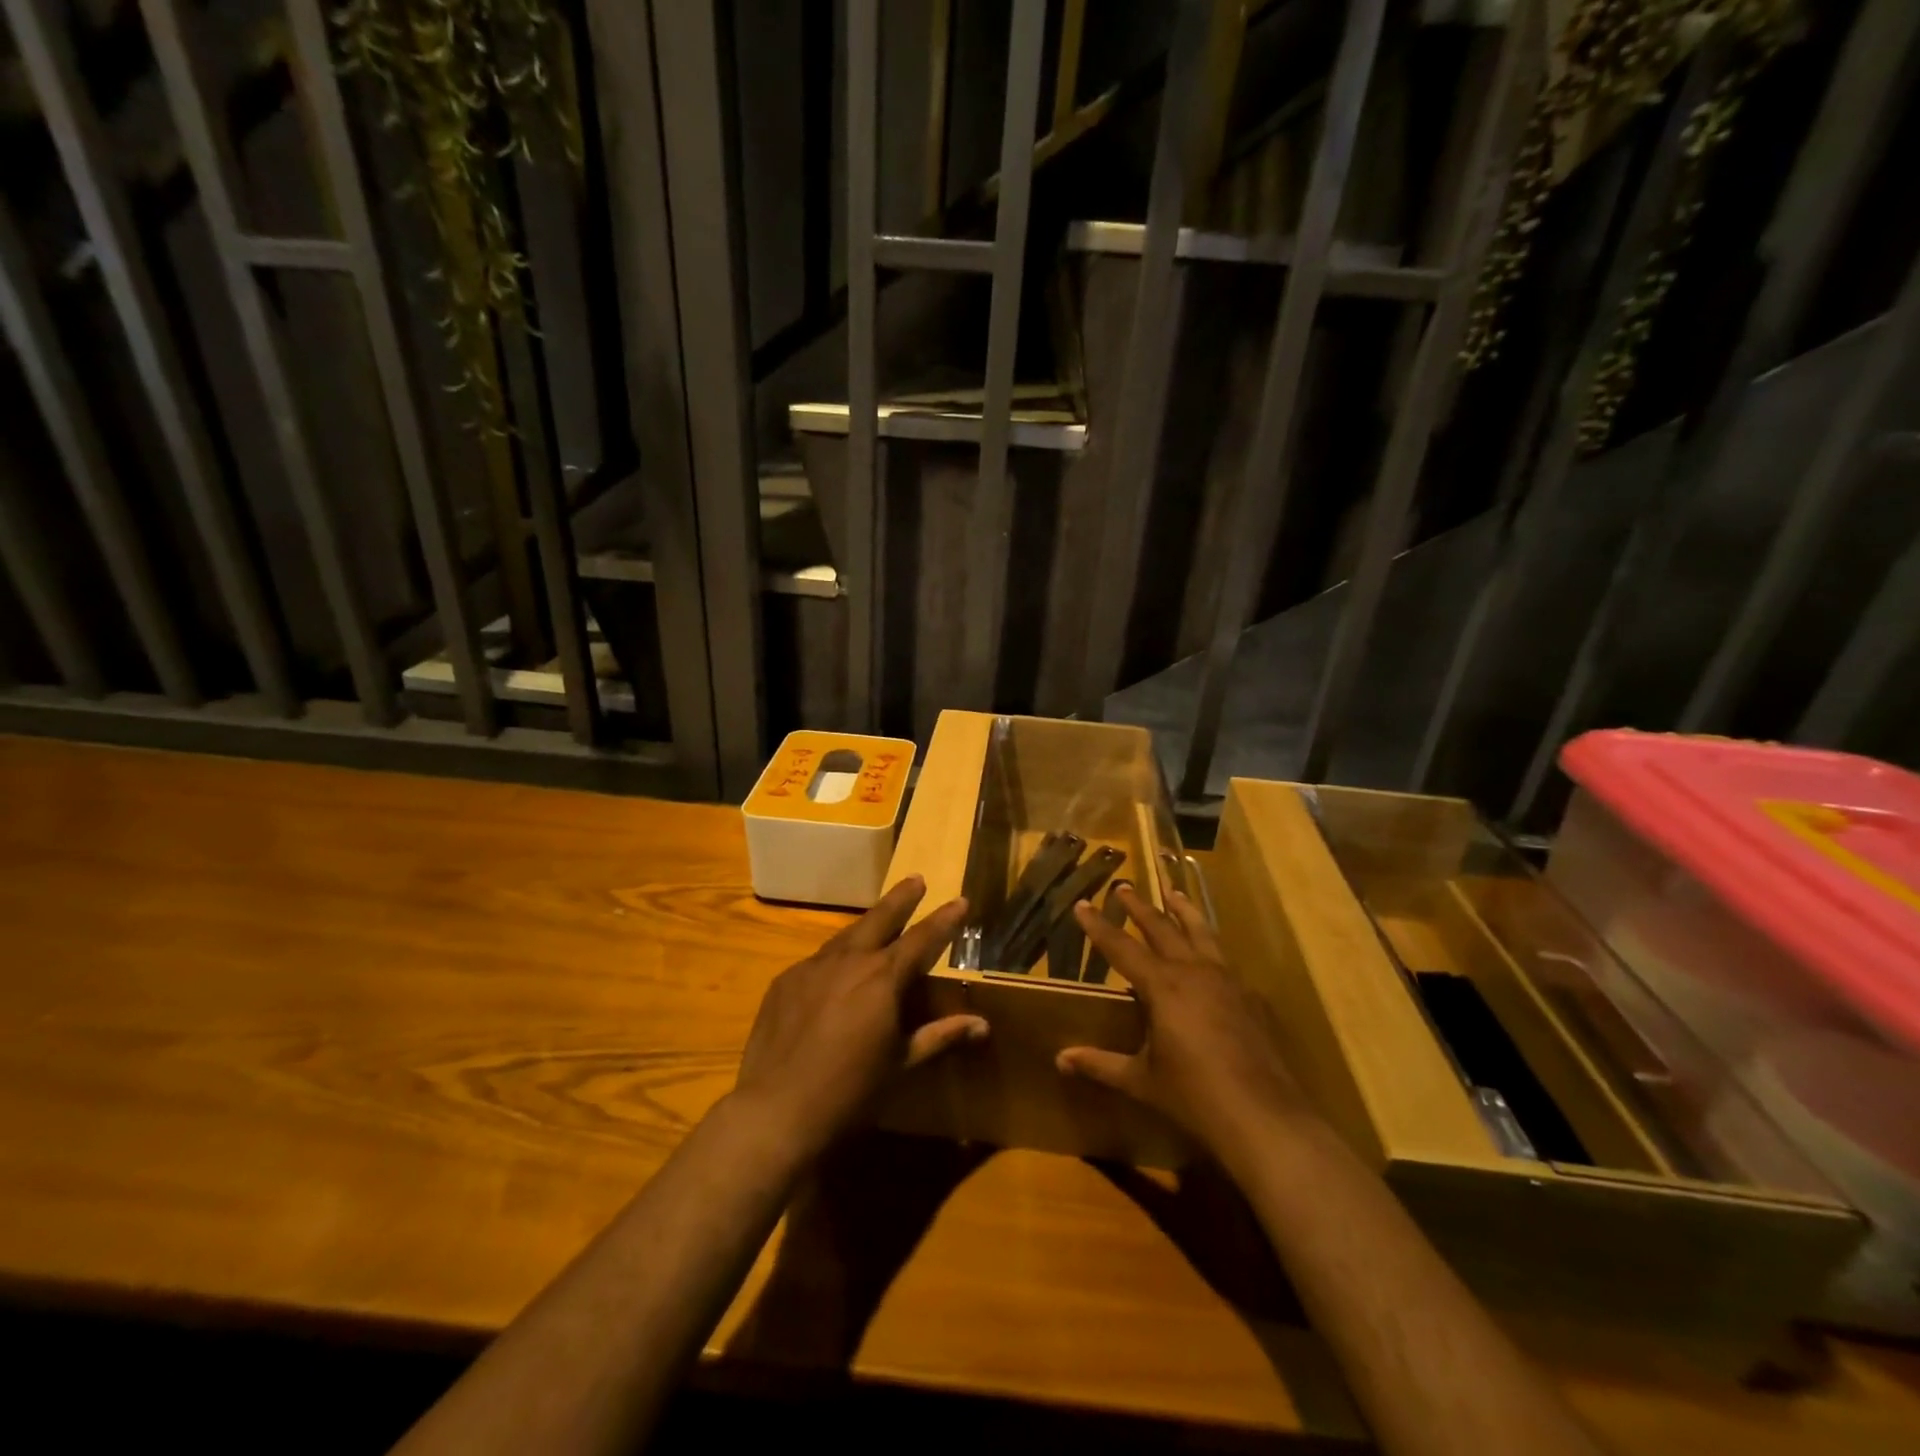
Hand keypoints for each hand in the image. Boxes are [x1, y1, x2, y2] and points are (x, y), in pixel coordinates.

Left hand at [731, 876, 984, 1159]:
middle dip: (901, 898)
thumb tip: (983, 1024)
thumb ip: (940, 1036)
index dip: (944, 919)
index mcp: (882, 978)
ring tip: (879, 921)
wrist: (776, 1109)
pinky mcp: (785, 981)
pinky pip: (818, 962)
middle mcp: (849, 961)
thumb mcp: (901, 1064)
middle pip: (880, 918)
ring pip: (846, 936)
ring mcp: (812, 967)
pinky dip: (835, 960)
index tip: (960, 901)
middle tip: (916, 879)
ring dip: (867, 926)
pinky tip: (835, 974)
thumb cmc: (850, 1091)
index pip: (922, 938)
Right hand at [1056, 884, 1306, 1167]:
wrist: (1264, 1118)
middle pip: (1162, 928)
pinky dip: (1211, 948)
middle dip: (1139, 907)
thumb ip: (1101, 1064)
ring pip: (1201, 933)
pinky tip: (1211, 957)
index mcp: (1163, 986)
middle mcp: (1194, 972)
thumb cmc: (1194, 1096)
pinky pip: (1225, 961)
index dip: (1098, 926)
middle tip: (1123, 887)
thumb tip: (1060, 1059)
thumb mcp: (1141, 1080)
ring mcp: (1227, 981)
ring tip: (1173, 892)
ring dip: (1183, 911)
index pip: (1121, 947)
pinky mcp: (1251, 998)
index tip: (1082, 904)